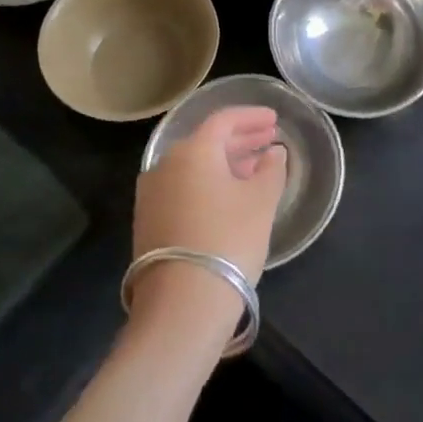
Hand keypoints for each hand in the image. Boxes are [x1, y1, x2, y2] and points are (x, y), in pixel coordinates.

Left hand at [132, 107, 287, 325]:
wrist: (182, 304)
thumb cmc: (228, 240)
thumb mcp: (261, 202)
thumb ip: (271, 169)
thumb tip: (273, 153)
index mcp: (193, 151)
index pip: (224, 120)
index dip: (252, 117)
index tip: (275, 120)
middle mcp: (165, 165)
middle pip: (207, 142)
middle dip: (240, 139)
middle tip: (268, 140)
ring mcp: (152, 195)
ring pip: (194, 167)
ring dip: (225, 163)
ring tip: (254, 169)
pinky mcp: (148, 222)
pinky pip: (184, 188)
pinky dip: (208, 184)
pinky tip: (229, 197)